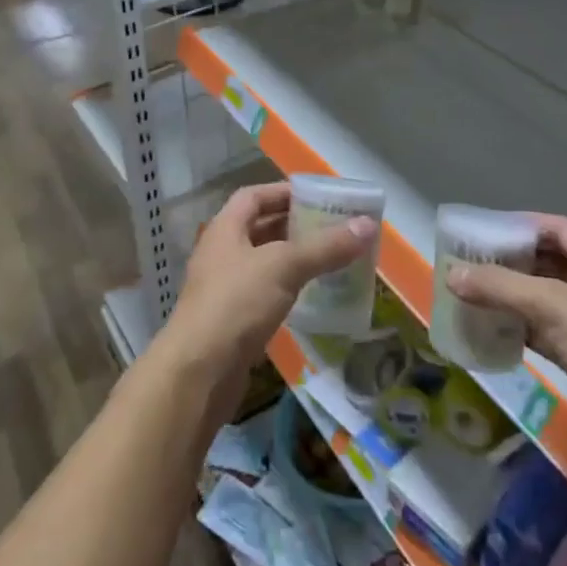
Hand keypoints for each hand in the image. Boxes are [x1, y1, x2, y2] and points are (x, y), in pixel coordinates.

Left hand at [162, 182, 376, 421]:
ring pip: (265, 263)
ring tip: (332, 259)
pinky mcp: (233, 321)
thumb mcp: (284, 266)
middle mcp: (222, 253)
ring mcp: (225, 288)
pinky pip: (266, 294)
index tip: (318, 197)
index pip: (254, 196)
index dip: (283, 192)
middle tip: (334, 228)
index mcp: (225, 229)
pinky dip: (289, 289)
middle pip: (261, 228)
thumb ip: (325, 246)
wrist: (199, 373)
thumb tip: (367, 224)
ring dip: (294, 259)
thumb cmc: (237, 303)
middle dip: (295, 226)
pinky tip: (313, 296)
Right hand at [447, 216, 566, 479]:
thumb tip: (451, 273)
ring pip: (543, 299)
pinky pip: (544, 332)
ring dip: (511, 296)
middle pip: (548, 262)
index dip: (523, 224)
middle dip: (511, 261)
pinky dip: (518, 328)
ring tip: (471, 293)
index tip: (485, 230)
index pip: (558, 229)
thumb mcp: (553, 306)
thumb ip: (500, 286)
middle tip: (469, 262)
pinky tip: (490, 330)